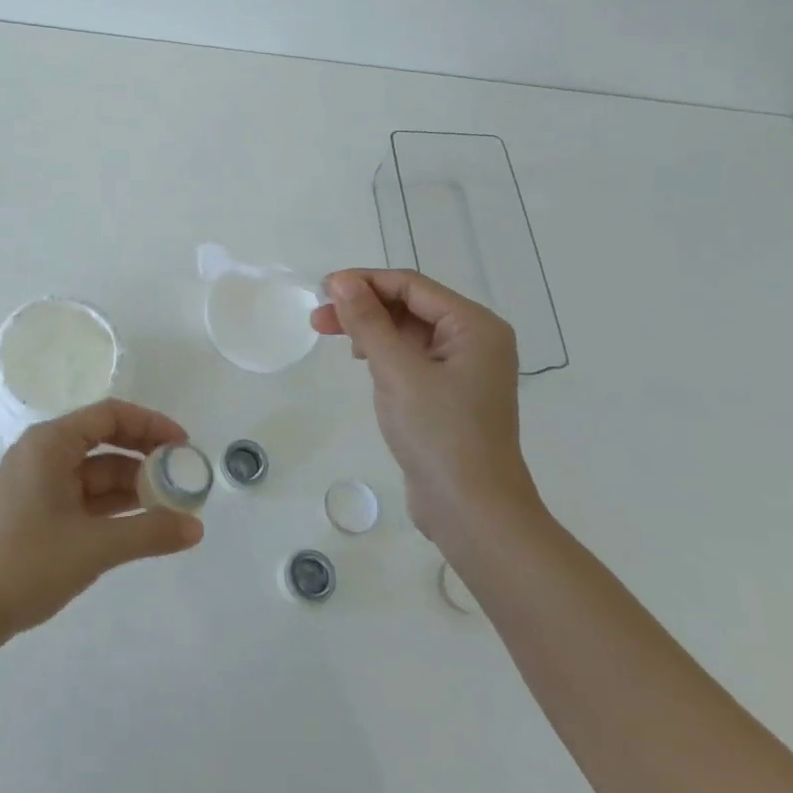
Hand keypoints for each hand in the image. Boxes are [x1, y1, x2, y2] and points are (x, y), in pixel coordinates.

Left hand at [0, 399, 204, 647]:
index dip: (150, 425)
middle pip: (104, 440)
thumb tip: (197, 528)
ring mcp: (38, 483)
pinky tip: (142, 521)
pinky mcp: (37, 510)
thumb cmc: (26, 564)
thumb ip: (149, 533)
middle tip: (183, 474)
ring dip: (132, 484)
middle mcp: (43, 453)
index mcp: (50, 443)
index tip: (184, 444)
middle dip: (145, 455)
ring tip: (172, 503)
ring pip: (96, 472)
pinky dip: (113, 505)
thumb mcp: (94, 547)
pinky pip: (84, 495)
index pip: (109, 415)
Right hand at [311, 269, 538, 549]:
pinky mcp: (449, 393)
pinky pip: (411, 356)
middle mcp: (474, 340)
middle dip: (363, 306)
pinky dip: (383, 352)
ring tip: (330, 334)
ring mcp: (464, 368)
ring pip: (407, 331)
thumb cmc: (439, 434)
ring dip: (369, 328)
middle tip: (318, 317)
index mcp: (475, 326)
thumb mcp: (397, 371)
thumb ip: (368, 321)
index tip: (322, 290)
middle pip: (410, 305)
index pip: (411, 285)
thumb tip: (342, 281)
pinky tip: (362, 360)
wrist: (473, 511)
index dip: (365, 282)